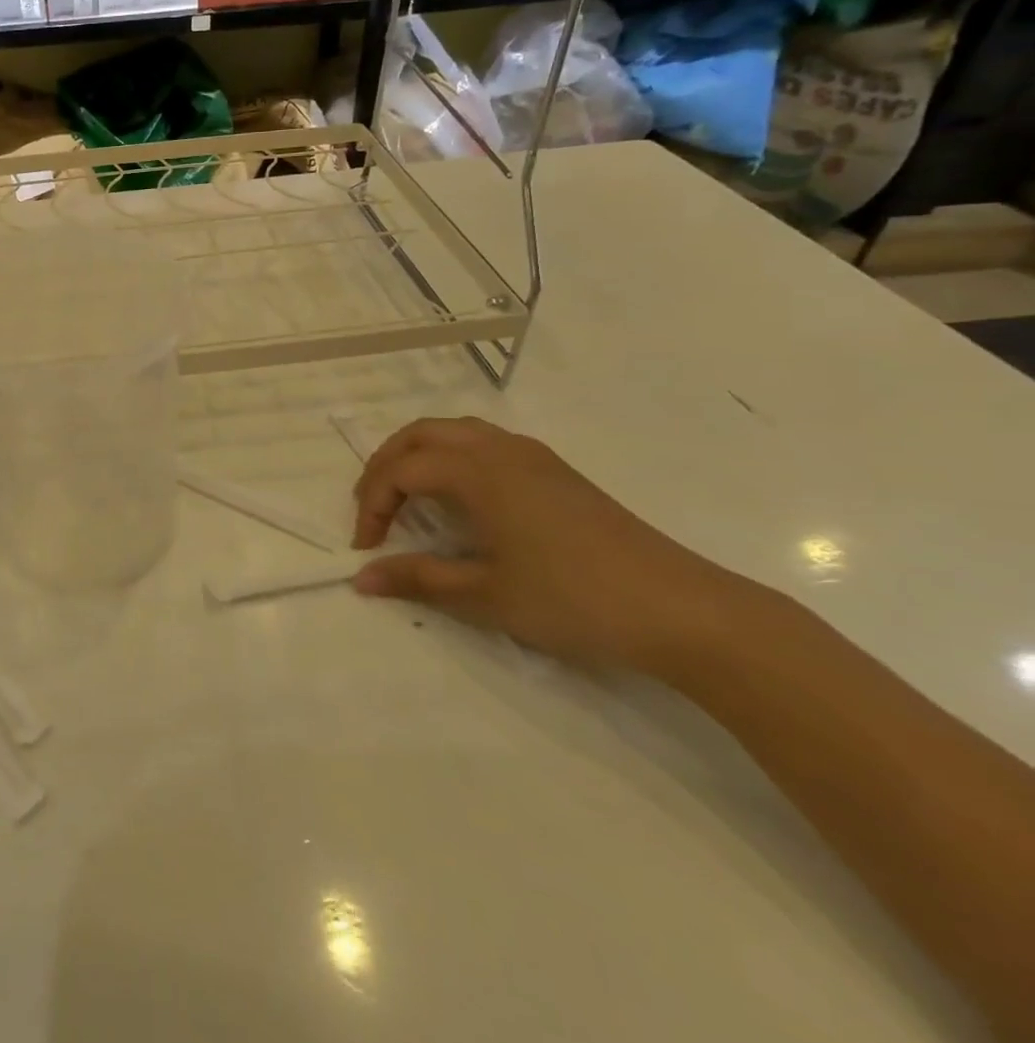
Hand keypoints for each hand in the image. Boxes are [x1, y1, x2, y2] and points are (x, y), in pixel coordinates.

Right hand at [350, 417, 752, 674]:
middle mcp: (501, 450)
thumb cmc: (574, 600)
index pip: (402, 470)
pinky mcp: (555, 471)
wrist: (683, 610)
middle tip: (373, 510)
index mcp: (480, 472)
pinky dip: (452, 459)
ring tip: (406, 497)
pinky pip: (485, 443)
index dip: (373, 505)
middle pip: (422, 434)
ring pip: (455, 432)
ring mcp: (533, 456)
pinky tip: (460, 500)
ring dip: (419, 456)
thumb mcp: (485, 596)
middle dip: (386, 466)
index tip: (366, 548)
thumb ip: (418, 579)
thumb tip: (361, 578)